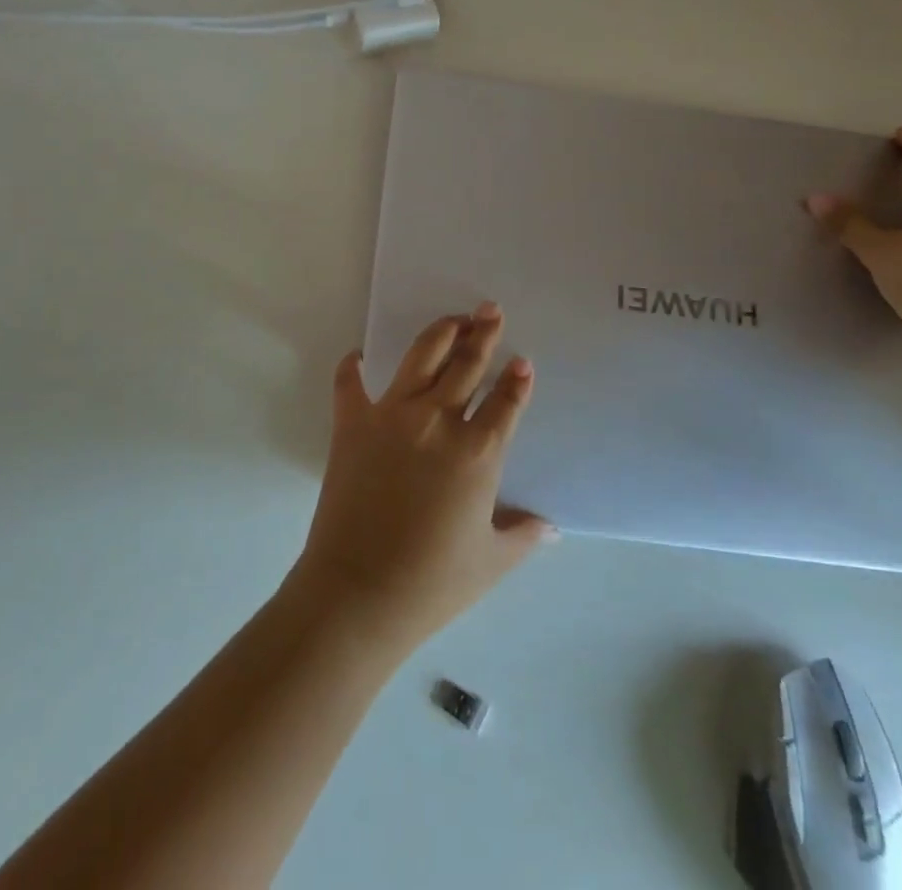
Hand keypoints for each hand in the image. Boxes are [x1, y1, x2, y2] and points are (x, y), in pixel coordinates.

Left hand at [288, 303, 556, 655]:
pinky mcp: (351, 423)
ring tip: (452, 319)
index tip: (522, 361)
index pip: (505, 402)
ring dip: (440, 333)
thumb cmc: (433, 582)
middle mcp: (437, 421)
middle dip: (482, 333)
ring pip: (420, 357)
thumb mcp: (491, 561)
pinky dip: (352, 367)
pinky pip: (349, 383)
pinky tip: (358, 356)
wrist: (359, 592)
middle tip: (489, 310)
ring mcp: (391, 416)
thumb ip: (523, 535)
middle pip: (466, 364)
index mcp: (477, 453)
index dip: (517, 380)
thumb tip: (551, 528)